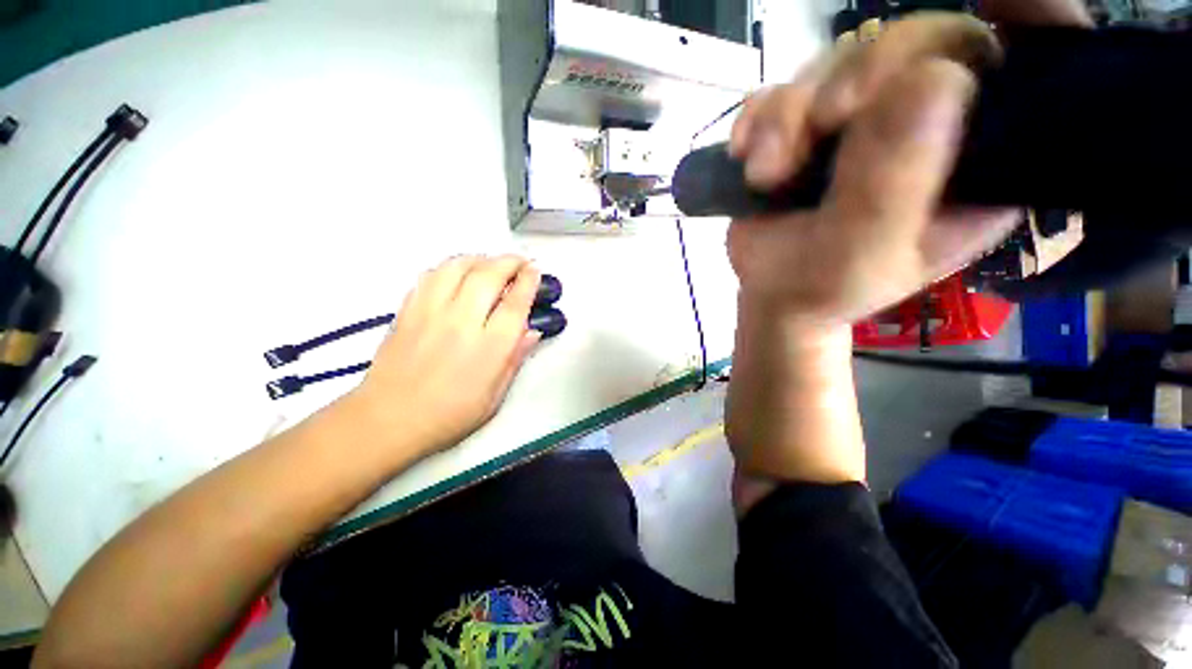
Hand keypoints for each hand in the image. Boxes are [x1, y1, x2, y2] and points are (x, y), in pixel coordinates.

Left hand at [348, 255, 541, 458]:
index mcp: (489, 347)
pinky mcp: (408, 310)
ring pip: (458, 266)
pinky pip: (431, 275)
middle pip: (489, 275)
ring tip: (491, 263)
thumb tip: (531, 332)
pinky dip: (450, 266)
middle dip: (509, 261)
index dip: (528, 281)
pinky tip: (457, 272)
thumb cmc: (448, 416)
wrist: (387, 421)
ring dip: (480, 258)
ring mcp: (431, 312)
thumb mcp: (494, 396)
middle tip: (519, 262)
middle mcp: (462, 322)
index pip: (515, 303)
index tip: (535, 270)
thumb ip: (515, 359)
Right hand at [727, 14, 1019, 326]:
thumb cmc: (821, 291)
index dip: (1011, 23)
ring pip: (835, 62)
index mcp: (972, 159)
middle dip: (855, 76)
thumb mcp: (861, 254)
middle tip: (821, 124)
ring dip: (787, 115)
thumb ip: (893, 185)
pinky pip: (781, 90)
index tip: (971, 21)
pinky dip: (757, 120)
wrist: (770, 297)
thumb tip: (931, 77)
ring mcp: (859, 122)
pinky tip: (745, 157)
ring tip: (765, 174)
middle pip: (911, 43)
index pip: (1004, 69)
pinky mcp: (805, 128)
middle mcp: (924, 126)